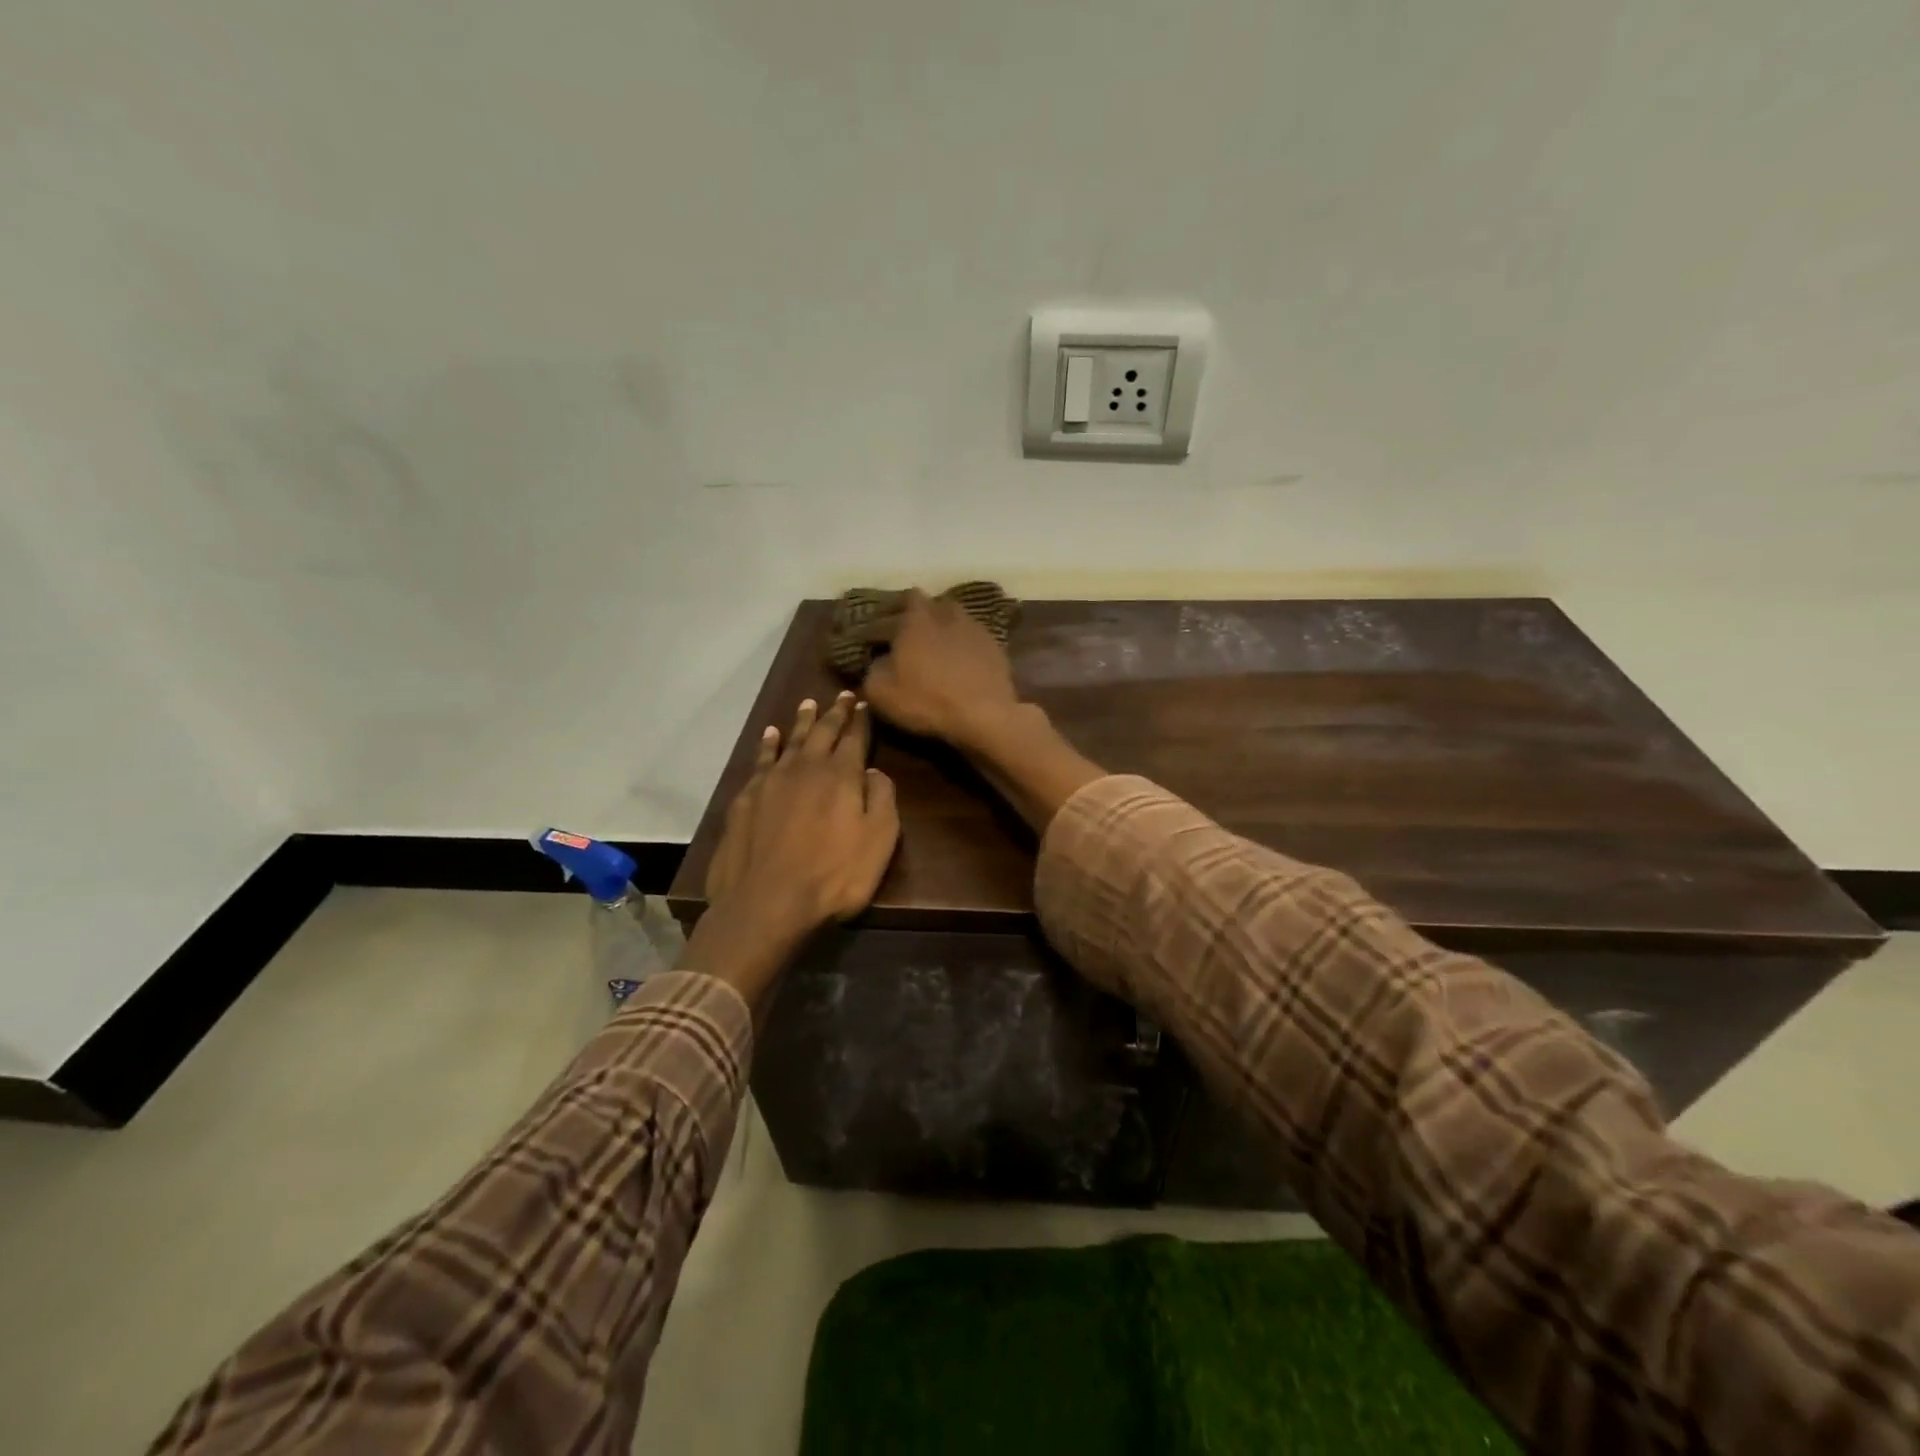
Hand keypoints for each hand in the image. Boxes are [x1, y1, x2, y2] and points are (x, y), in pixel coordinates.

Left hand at [704, 691, 899, 940]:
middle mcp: (806, 768)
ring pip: (790, 740)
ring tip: (808, 704)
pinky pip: (761, 760)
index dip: (861, 720)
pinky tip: (770, 736)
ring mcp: (771, 781)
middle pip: (823, 732)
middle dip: (835, 712)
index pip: (855, 738)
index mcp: (841, 775)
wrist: (766, 902)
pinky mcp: (746, 798)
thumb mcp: (879, 840)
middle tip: (842, 695)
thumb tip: (873, 770)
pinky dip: (768, 744)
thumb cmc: (833, 875)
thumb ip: (882, 798)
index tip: (863, 703)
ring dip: (802, 721)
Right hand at [858, 589, 1021, 750]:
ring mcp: (973, 626)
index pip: (888, 613)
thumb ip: (872, 670)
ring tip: (933, 643)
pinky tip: (959, 659)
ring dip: (940, 625)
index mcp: (913, 619)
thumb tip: (878, 662)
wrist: (985, 714)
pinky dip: (962, 643)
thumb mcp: (881, 691)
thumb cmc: (926, 700)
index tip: (868, 640)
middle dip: (911, 615)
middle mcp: (943, 613)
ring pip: (951, 615)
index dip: (875, 626)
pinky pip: (971, 636)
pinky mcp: (994, 644)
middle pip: (924, 604)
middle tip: (902, 634)